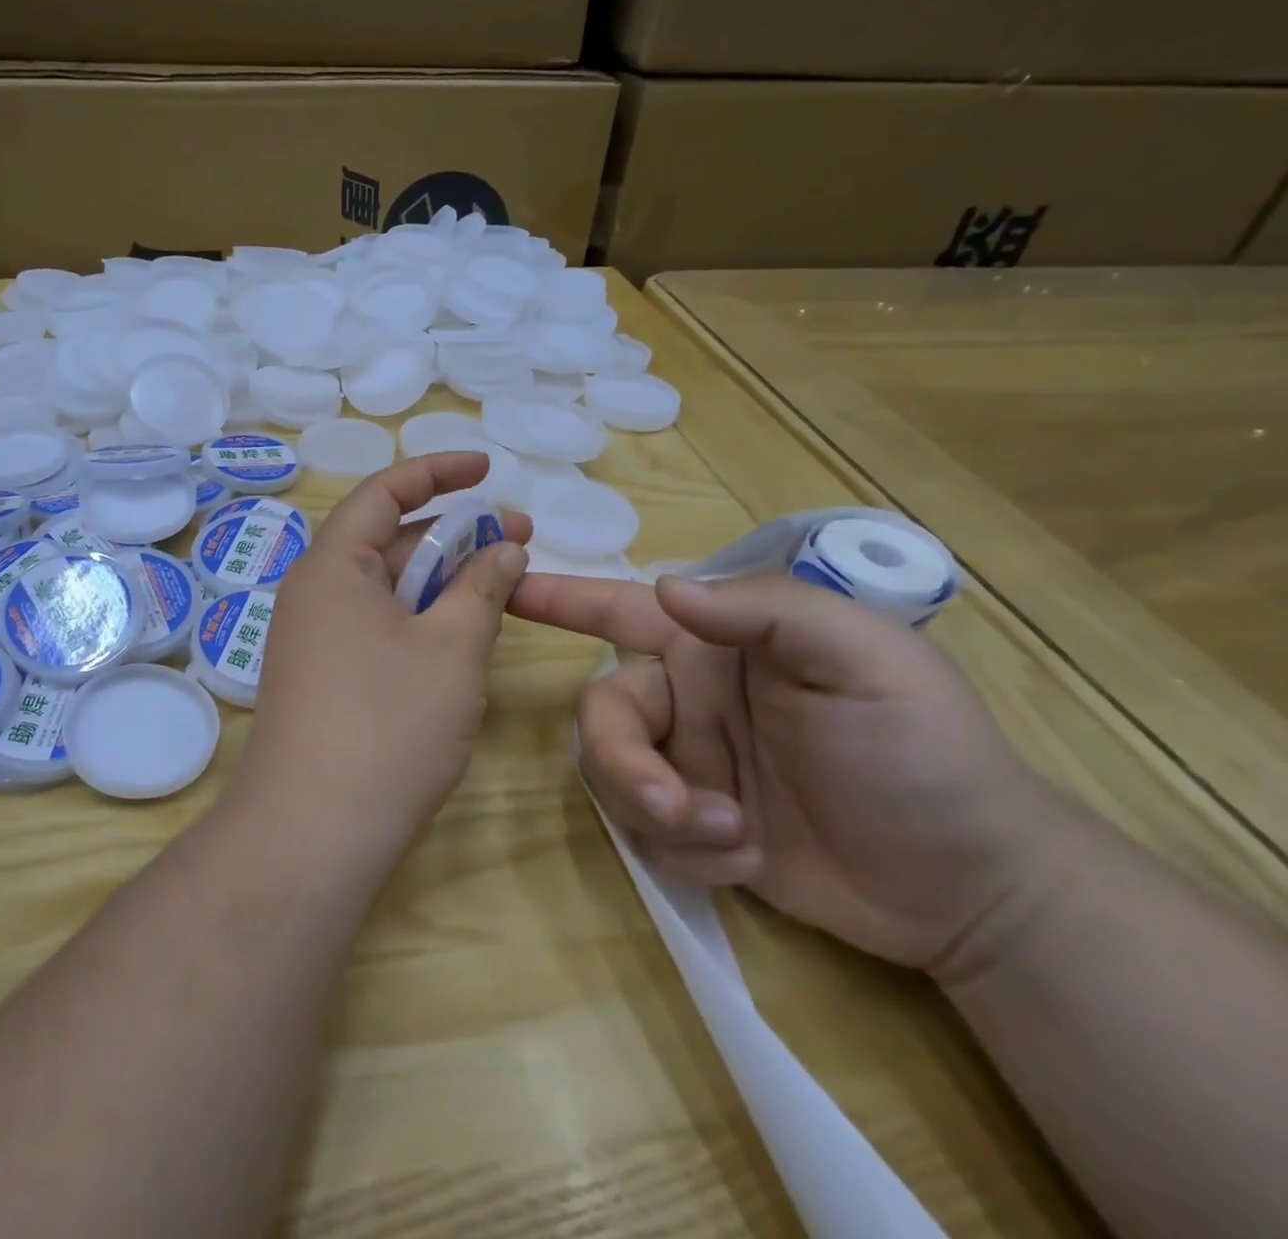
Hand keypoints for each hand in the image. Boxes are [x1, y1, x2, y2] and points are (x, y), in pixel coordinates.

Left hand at [236, 452, 531, 866]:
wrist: (312, 833)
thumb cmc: (387, 726)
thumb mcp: (451, 648)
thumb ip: (482, 588)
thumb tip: (503, 548)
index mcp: (332, 567)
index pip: (383, 493)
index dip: (437, 472)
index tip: (488, 469)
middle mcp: (313, 594)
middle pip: (387, 541)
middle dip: (453, 534)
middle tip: (519, 539)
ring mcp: (313, 640)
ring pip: (385, 589)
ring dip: (441, 581)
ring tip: (501, 584)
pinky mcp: (322, 680)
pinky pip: (376, 628)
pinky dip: (419, 619)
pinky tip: (460, 637)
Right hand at [510, 572, 1063, 975]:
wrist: (972, 889)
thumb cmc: (923, 752)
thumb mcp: (866, 661)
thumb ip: (767, 611)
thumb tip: (666, 588)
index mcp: (717, 647)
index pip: (621, 608)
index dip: (560, 596)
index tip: (505, 588)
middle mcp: (687, 699)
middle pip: (603, 712)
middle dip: (624, 761)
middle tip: (675, 808)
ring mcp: (686, 764)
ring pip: (612, 774)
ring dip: (658, 812)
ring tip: (732, 840)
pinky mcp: (691, 826)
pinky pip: (644, 831)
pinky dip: (685, 852)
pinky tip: (745, 861)